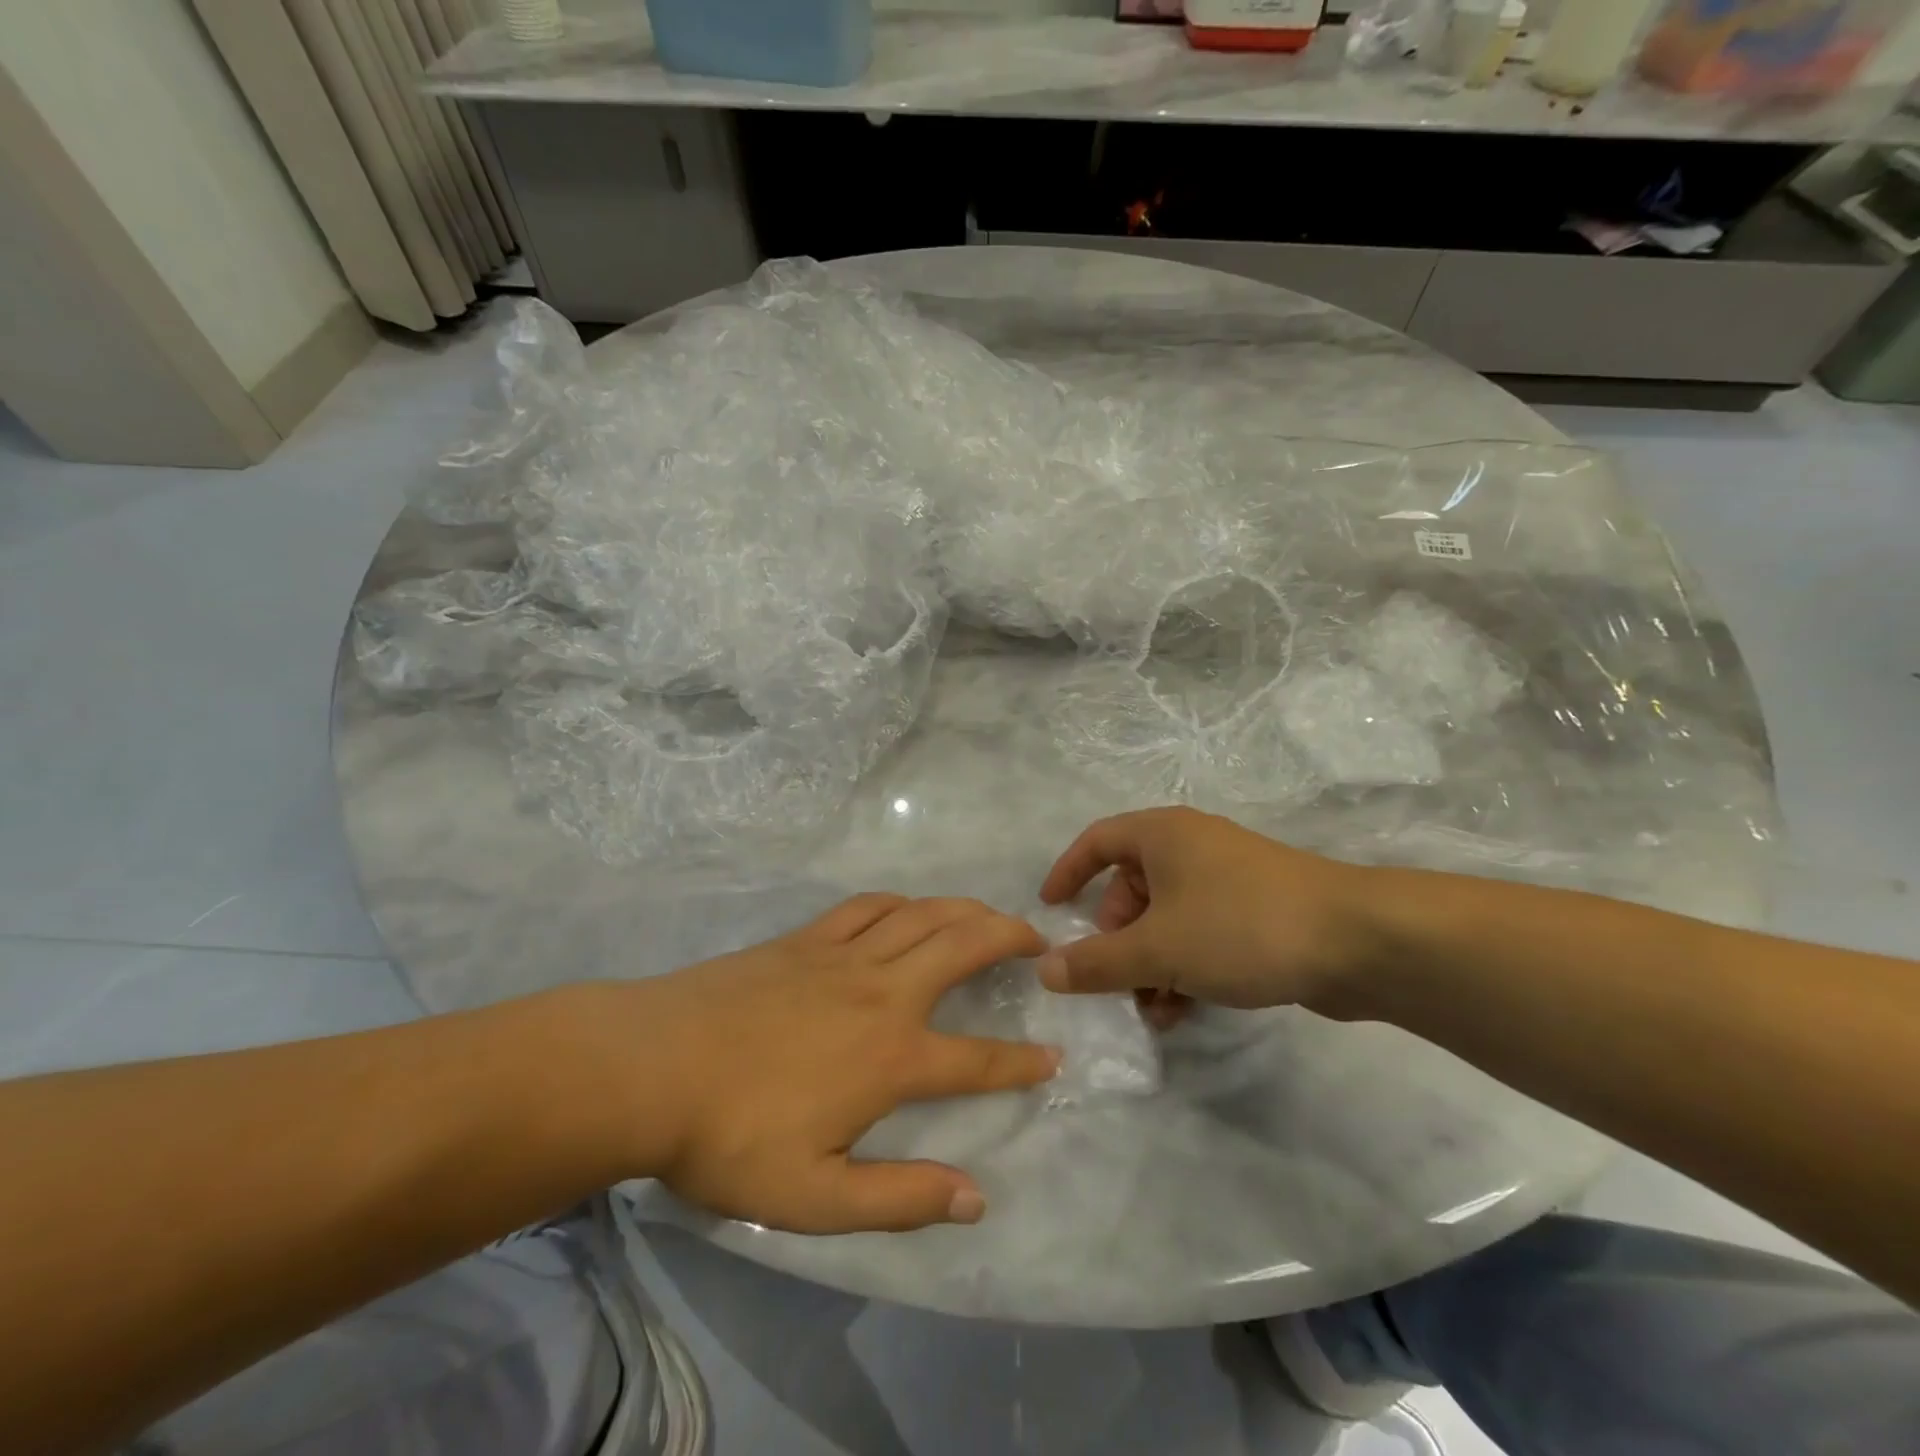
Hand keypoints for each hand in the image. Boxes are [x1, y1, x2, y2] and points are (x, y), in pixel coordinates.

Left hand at [620, 895, 1059, 1234]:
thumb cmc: (732, 1137)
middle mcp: (883, 993)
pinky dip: (901, 901)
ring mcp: (844, 956)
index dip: (1021, 1062)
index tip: (1052, 1057)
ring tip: (990, 916)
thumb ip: (900, 1198)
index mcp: (892, 1058)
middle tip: (1037, 942)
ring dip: (966, 910)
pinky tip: (908, 907)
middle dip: (1011, 938)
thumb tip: (976, 1198)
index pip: (978, 1060)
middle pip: (964, 947)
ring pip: (924, 914)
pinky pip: (869, 906)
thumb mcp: (814, 1198)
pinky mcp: (808, 938)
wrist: (651, 1066)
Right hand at [1036, 807, 1379, 1016]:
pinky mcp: (1256, 911)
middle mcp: (1191, 848)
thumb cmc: (1240, 926)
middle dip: (1116, 938)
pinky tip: (1184, 1010)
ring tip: (1151, 1009)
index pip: (1097, 841)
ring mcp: (1227, 879)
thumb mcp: (1158, 948)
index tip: (1050, 910)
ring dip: (1150, 963)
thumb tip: (1045, 969)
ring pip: (1167, 918)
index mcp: (1162, 835)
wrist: (1357, 941)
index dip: (1068, 872)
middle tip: (1114, 978)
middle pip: (1131, 888)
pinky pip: (1201, 933)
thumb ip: (1096, 962)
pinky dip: (1184, 966)